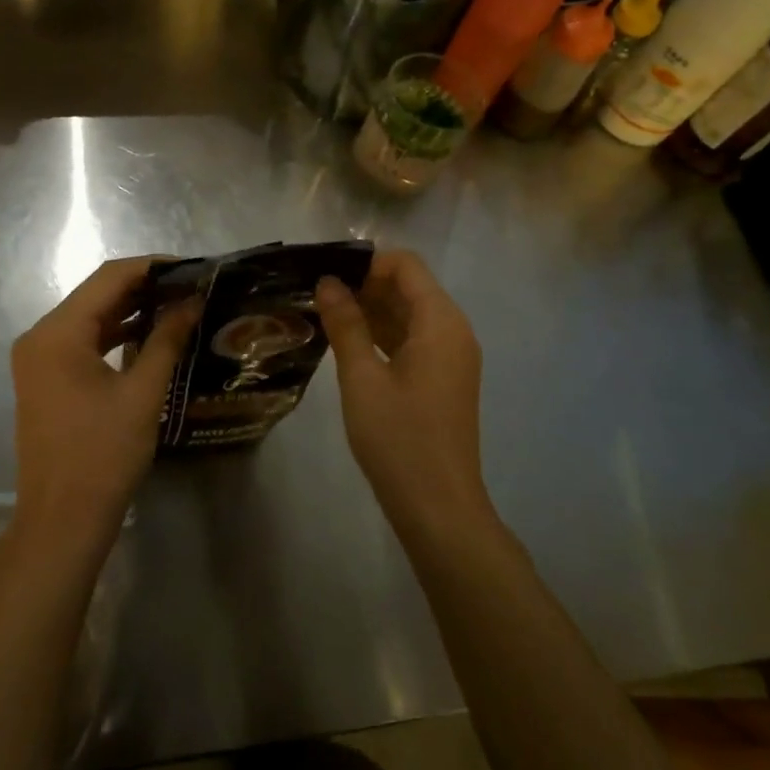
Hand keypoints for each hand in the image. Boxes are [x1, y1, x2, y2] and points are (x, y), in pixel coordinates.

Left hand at [10, 257, 199, 546]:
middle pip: (96, 294)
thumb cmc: (103, 454)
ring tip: (177, 306)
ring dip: (130, 311)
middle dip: (144, 287)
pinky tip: (149, 335)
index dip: (152, 267)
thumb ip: (166, 340)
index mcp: (57, 333)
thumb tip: (192, 302)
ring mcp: (39, 359)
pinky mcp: (45, 379)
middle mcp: (40, 336)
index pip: (108, 278)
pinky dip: (114, 335)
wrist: (62, 521)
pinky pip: (82, 343)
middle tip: (190, 287)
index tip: (192, 267)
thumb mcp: (142, 393)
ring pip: (90, 318)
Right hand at [315, 250, 490, 530]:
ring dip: (370, 310)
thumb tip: (328, 282)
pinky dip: (381, 334)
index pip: (406, 265)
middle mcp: (452, 331)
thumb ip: (345, 324)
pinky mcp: (442, 379)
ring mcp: (450, 357)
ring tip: (323, 315)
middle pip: (409, 287)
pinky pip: (412, 340)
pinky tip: (346, 342)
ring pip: (408, 315)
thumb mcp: (362, 377)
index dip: (367, 262)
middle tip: (316, 295)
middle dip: (364, 285)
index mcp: (441, 322)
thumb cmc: (398, 438)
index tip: (326, 275)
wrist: (438, 507)